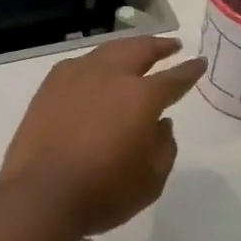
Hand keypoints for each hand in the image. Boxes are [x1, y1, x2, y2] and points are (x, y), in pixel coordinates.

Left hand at [0, 36, 206, 237]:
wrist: (40, 195)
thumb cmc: (103, 192)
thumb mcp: (151, 180)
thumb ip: (164, 147)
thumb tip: (162, 124)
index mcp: (141, 96)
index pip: (174, 78)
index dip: (189, 70)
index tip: (199, 62)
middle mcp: (110, 76)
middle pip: (139, 50)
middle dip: (158, 46)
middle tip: (171, 45)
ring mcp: (76, 76)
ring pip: (108, 51)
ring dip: (127, 49)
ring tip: (136, 52)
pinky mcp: (50, 86)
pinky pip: (80, 64)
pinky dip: (96, 63)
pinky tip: (96, 71)